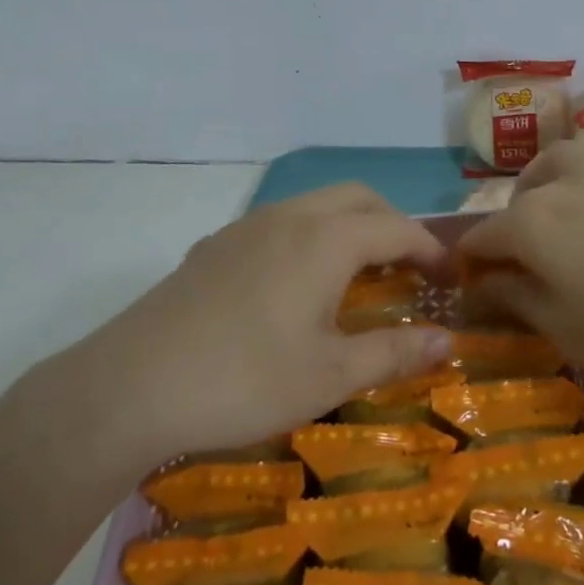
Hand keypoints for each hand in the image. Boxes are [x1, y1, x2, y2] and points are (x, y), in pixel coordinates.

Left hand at [44, 185, 452, 472]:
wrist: (132, 385)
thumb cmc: (244, 380)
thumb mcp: (329, 375)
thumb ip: (394, 353)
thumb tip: (448, 340)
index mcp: (326, 240)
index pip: (397, 228)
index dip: (431, 250)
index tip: (451, 280)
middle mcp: (289, 217)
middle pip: (358, 199)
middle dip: (393, 225)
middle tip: (409, 270)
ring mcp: (246, 226)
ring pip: (315, 205)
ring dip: (349, 227)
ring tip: (358, 275)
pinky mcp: (215, 245)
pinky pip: (279, 222)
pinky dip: (310, 237)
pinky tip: (295, 285)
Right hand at [458, 137, 583, 394]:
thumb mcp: (567, 331)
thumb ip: (515, 300)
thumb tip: (481, 283)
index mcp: (532, 221)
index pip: (480, 238)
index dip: (471, 266)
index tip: (476, 294)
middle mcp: (567, 181)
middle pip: (521, 192)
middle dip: (513, 223)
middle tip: (529, 264)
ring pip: (569, 159)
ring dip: (556, 184)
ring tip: (568, 217)